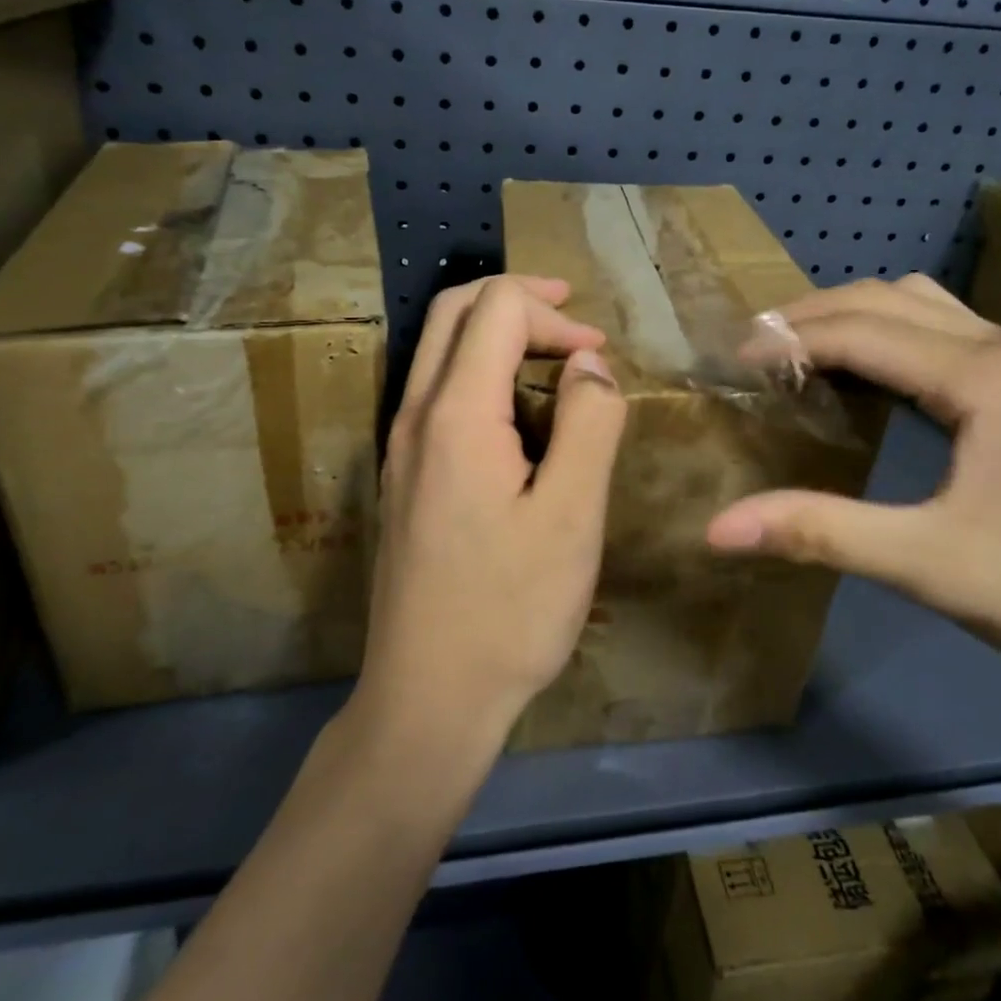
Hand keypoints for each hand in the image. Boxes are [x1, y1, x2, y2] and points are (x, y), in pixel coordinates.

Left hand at [355, 275, 627, 747]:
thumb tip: (589, 365)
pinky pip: (437, 391)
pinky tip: (520, 411)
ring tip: (556, 360)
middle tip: (573, 319)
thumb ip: (588, 424)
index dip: (554, 315)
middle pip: (454, 312)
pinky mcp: (404, 476)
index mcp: (455, 414)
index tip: (600, 356)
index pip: (496, 309)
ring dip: (498, 333)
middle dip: (519, 301)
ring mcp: (401, 447)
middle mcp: (414, 415)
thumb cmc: (509, 611)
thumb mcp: (571, 516)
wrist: (427, 699)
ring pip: (440, 349)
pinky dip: (481, 370)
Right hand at [705, 276, 1000, 693]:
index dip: (789, 340)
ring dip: (851, 316)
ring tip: (799, 351)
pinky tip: (865, 373)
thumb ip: (820, 532)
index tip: (734, 362)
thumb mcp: (928, 565)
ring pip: (917, 303)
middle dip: (812, 314)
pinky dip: (886, 333)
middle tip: (755, 349)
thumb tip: (718, 527)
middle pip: (886, 297)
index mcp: (985, 375)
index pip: (860, 331)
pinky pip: (940, 328)